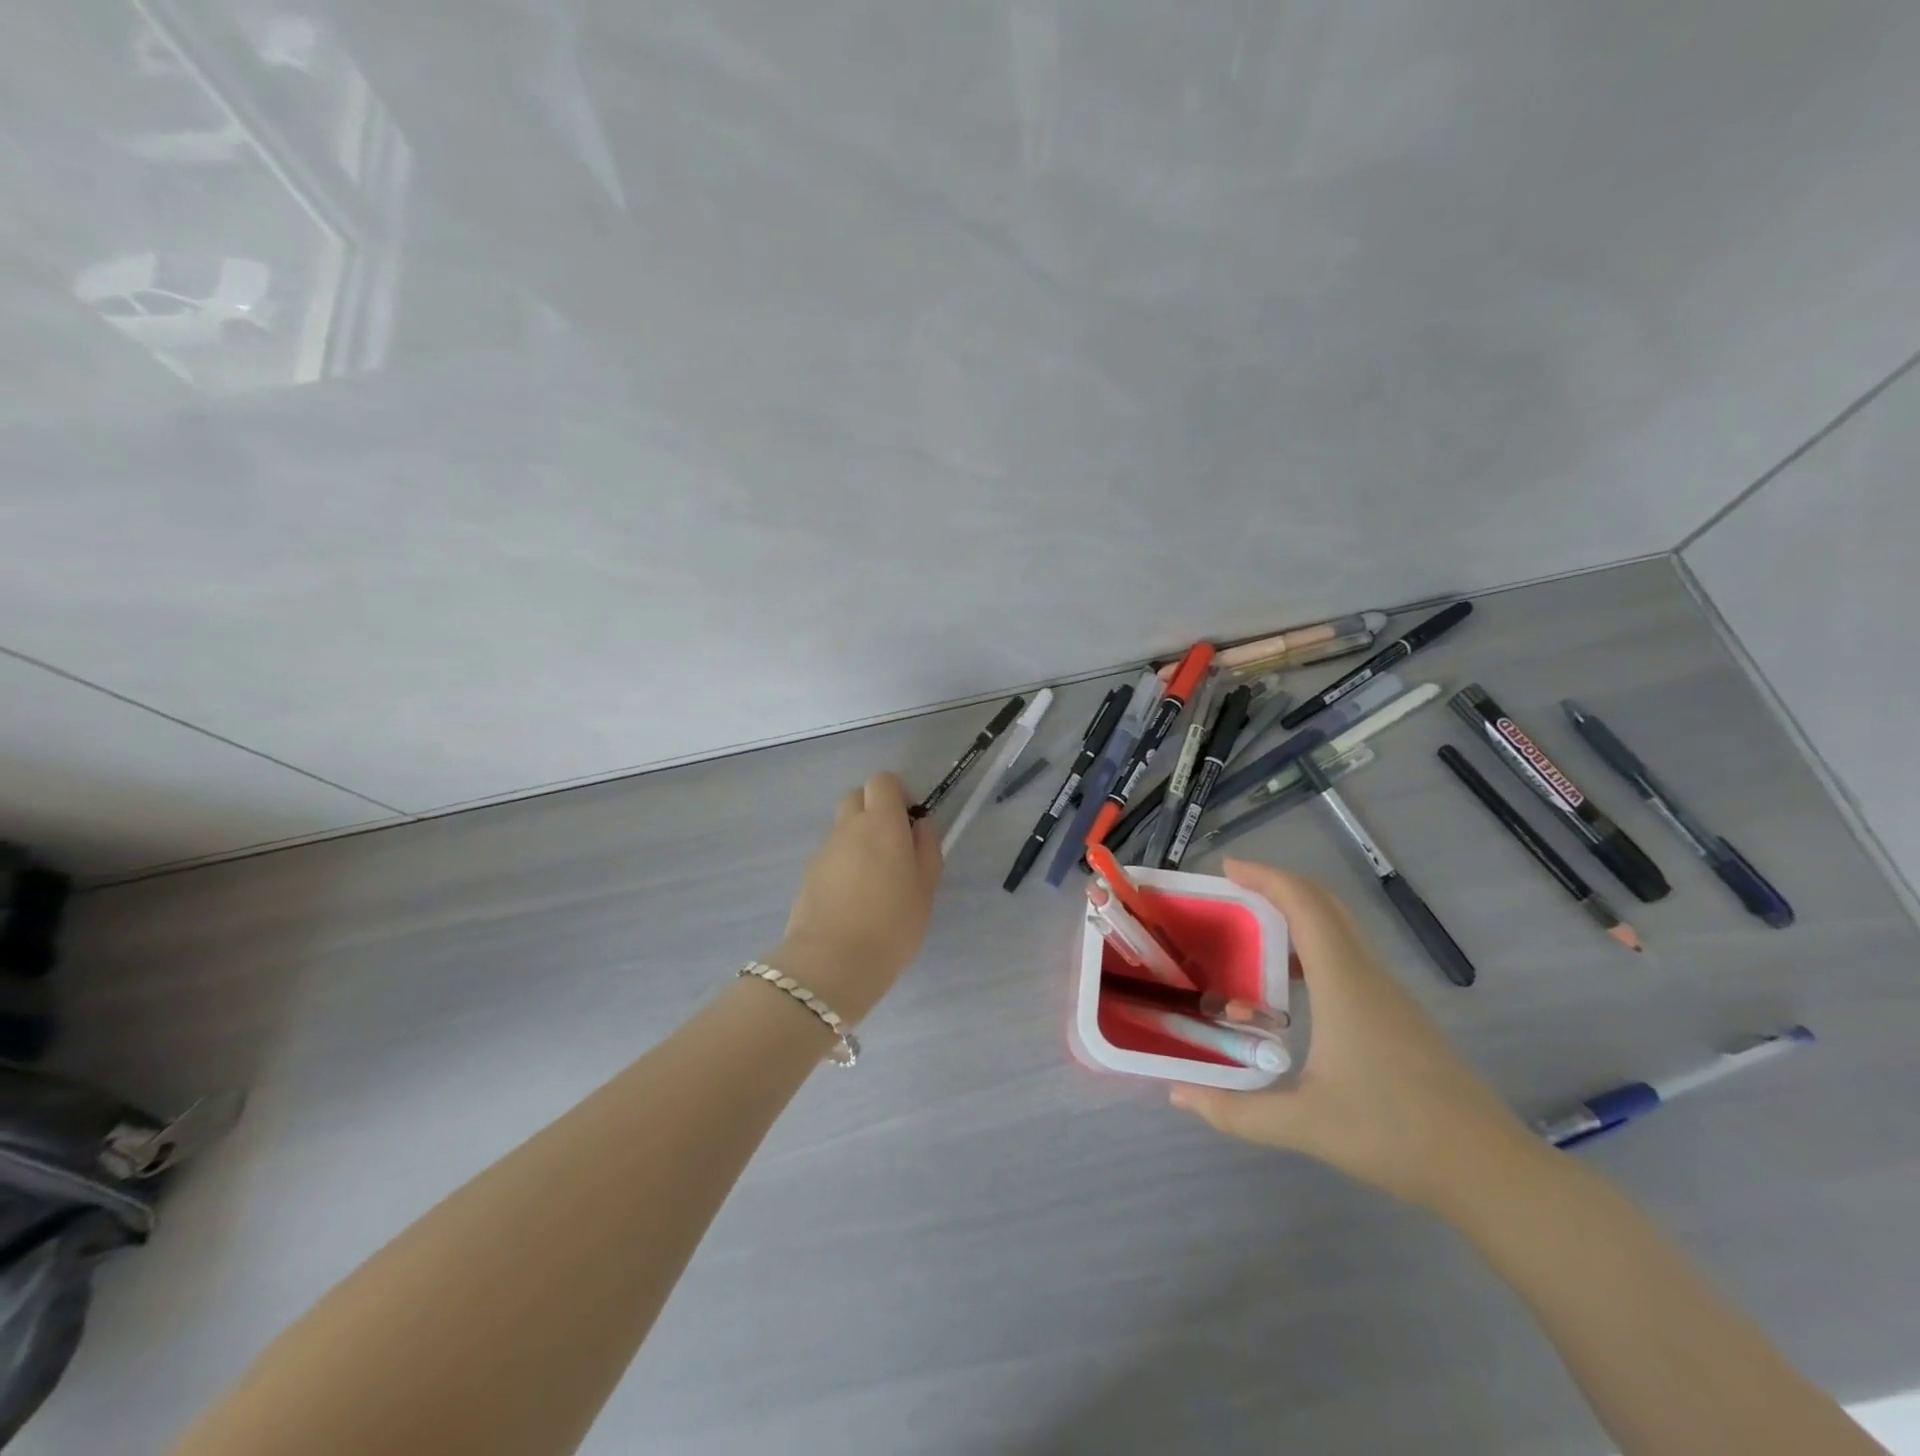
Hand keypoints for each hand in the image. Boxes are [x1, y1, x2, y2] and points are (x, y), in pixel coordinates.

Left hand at [771, 771, 942, 1023]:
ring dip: (859, 839)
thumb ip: (926, 849)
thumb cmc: (892, 924)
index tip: (909, 823)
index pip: (882, 781)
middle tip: (893, 847)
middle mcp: (848, 827)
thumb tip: (918, 826)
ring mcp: (824, 850)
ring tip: (875, 880)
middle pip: (857, 797)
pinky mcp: (808, 874)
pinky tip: (854, 899)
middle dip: (875, 811)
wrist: (832, 962)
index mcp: (881, 823)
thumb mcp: (926, 888)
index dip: (898, 795)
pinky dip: (844, 863)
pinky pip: (831, 855)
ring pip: (843, 828)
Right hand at [1169, 860, 1544, 1212]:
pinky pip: (1350, 955)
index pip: (1305, 906)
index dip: (1266, 878)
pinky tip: (1292, 985)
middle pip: (1326, 904)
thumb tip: (1179, 1094)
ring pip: (1342, 928)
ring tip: (1253, 931)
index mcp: (1344, 984)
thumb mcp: (1304, 1124)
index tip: (1227, 867)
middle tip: (1234, 889)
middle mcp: (1368, 975)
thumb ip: (1235, 1111)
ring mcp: (1390, 994)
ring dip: (1298, 913)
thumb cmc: (1394, 1135)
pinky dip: (1315, 944)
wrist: (1490, 1171)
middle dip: (1279, 885)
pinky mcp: (1399, 1014)